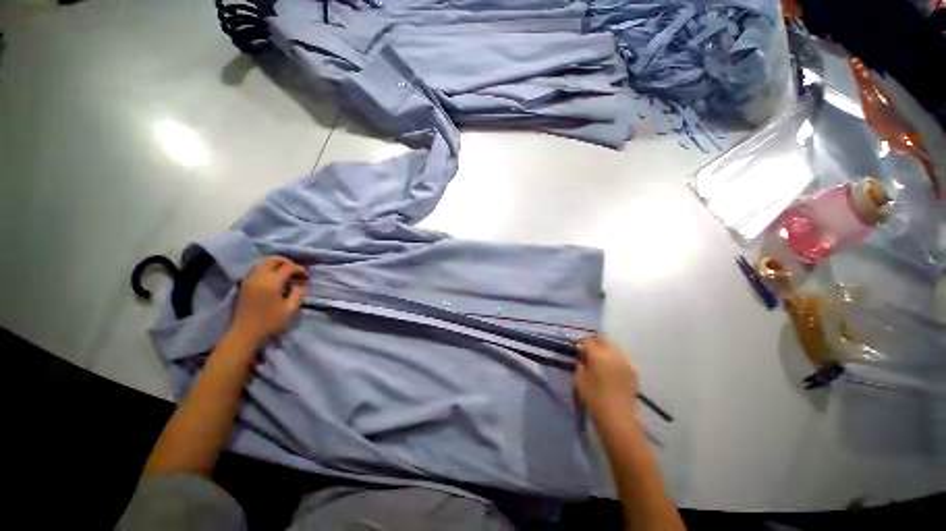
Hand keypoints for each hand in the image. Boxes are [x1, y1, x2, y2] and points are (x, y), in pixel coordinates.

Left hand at [229, 256, 308, 346]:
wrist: (244, 333)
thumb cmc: (269, 322)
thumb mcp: (290, 309)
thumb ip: (298, 293)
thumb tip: (300, 283)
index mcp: (271, 283)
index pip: (288, 267)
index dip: (300, 269)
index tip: (307, 277)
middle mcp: (258, 277)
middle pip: (273, 259)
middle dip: (287, 262)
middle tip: (296, 272)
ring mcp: (249, 279)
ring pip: (264, 262)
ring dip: (277, 265)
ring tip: (286, 275)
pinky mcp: (244, 283)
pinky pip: (257, 269)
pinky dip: (268, 269)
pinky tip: (275, 279)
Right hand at [574, 336, 638, 422]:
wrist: (617, 418)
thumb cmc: (594, 398)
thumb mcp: (579, 380)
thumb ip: (579, 365)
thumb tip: (581, 359)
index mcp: (598, 355)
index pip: (588, 341)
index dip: (581, 343)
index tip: (576, 349)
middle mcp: (613, 354)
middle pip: (603, 340)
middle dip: (594, 342)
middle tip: (587, 351)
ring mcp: (625, 362)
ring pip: (614, 347)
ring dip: (605, 349)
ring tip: (599, 359)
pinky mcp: (633, 371)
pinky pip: (621, 358)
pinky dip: (614, 358)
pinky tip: (610, 368)